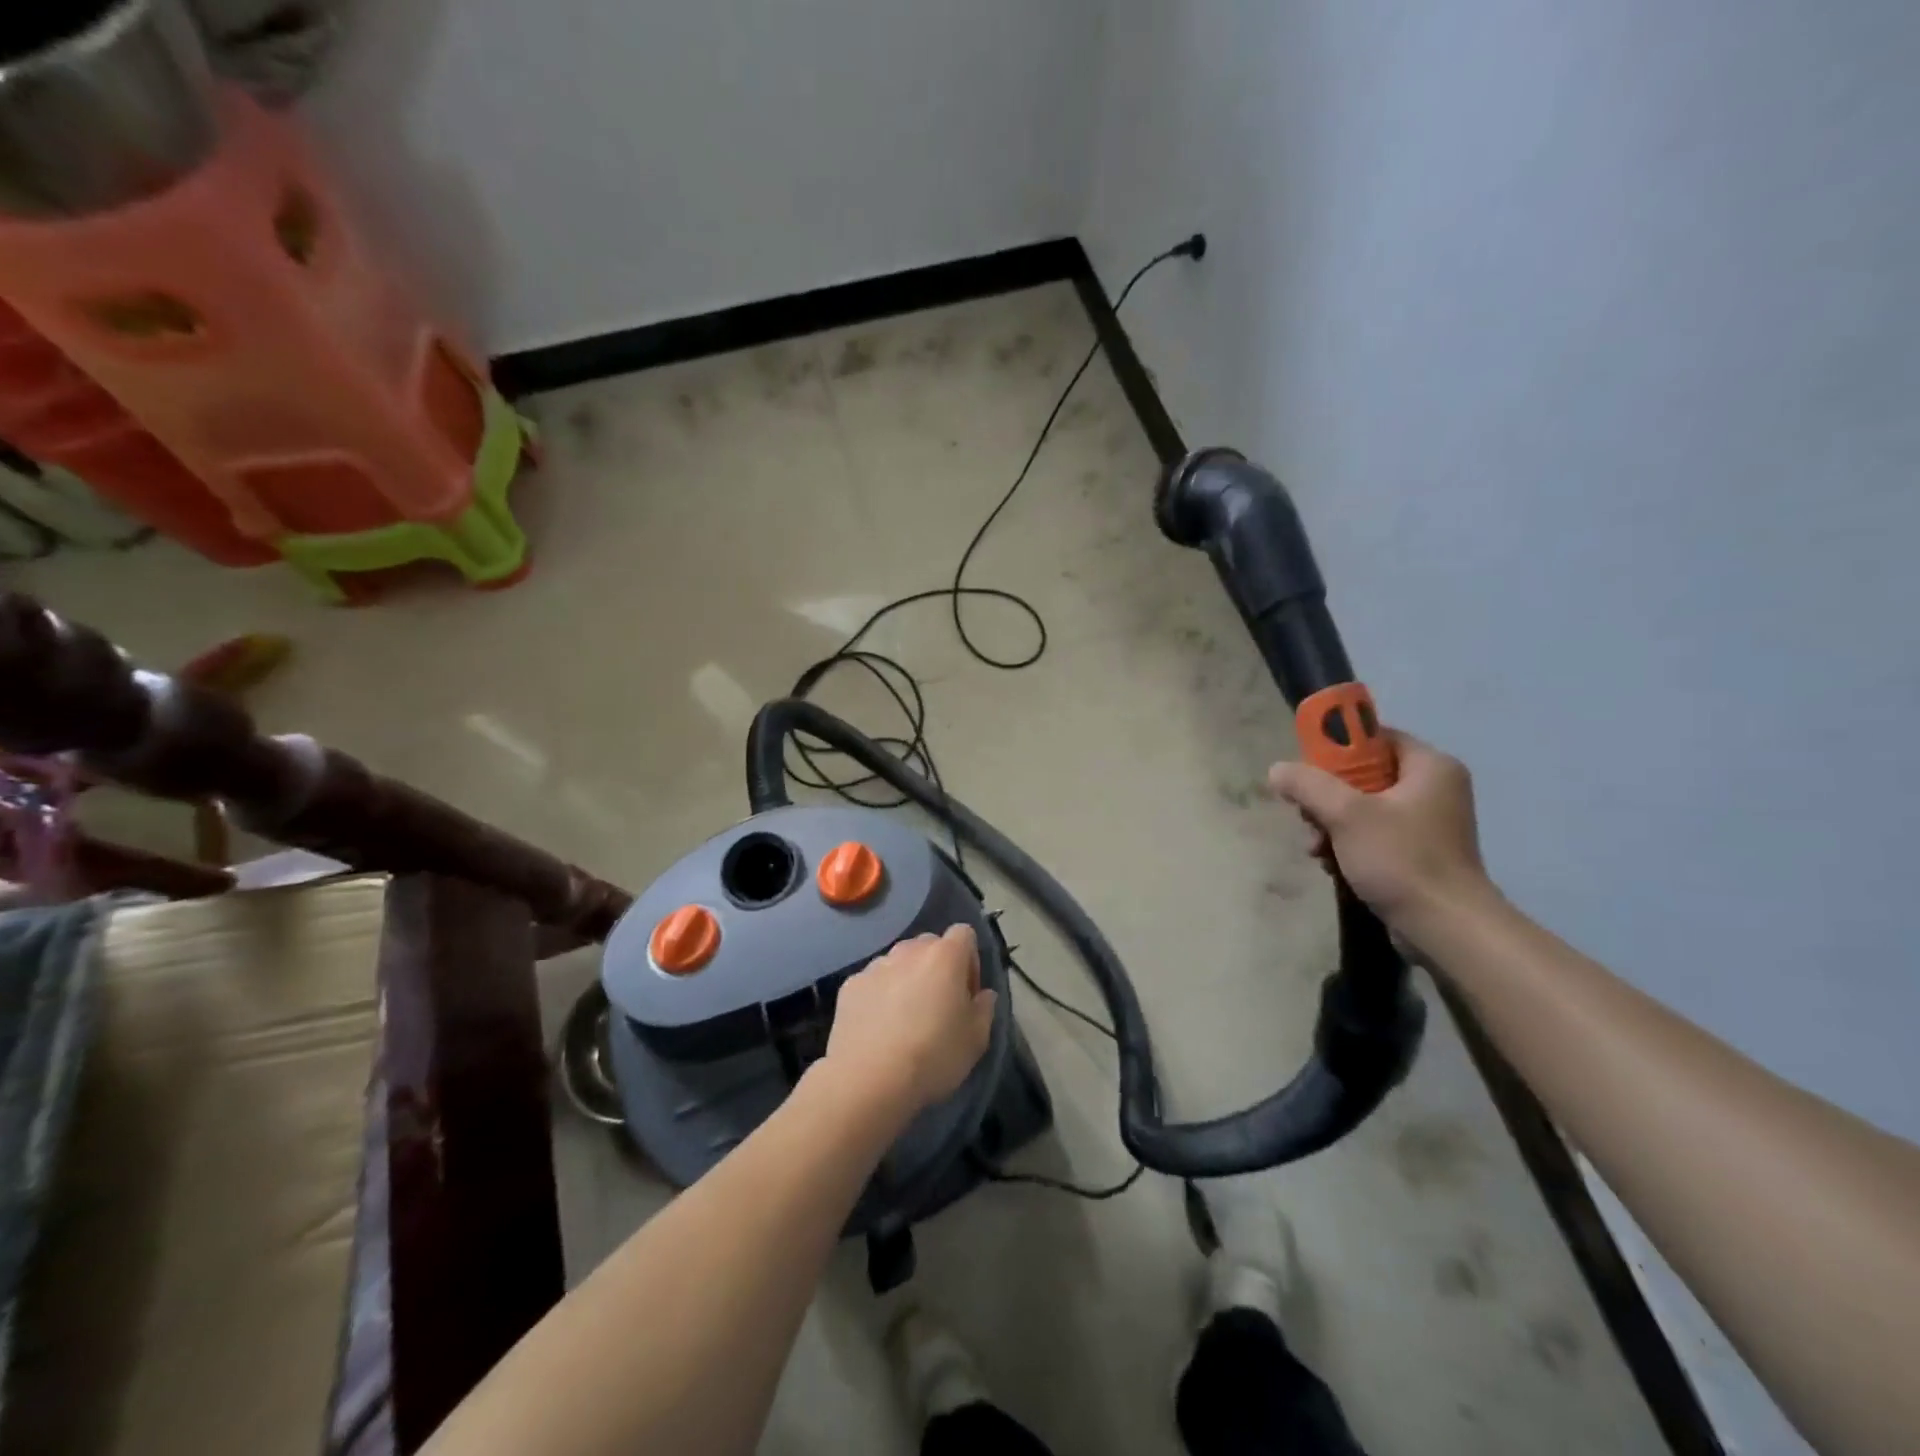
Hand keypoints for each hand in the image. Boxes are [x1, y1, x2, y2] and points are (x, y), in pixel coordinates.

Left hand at [823, 925, 995, 1118]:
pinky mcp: (851, 985)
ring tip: (904, 1018)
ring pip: (899, 961)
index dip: (970, 959)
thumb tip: (983, 994)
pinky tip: (878, 1027)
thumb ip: (985, 1008)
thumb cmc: (933, 1055)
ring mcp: (876, 965)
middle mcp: (909, 951)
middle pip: (929, 945)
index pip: (964, 933)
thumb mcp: (976, 1039)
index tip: (967, 993)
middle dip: (937, 967)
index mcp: (945, 956)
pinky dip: (879, 995)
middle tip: (938, 1005)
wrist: (868, 1079)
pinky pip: (873, 981)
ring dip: (907, 979)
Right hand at [1267, 729, 1494, 931]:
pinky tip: (1330, 864)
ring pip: (1362, 807)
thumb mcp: (1346, 814)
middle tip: (1307, 817)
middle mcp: (1434, 788)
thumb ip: (1308, 785)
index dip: (1337, 749)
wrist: (1445, 928)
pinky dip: (1347, 844)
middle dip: (1326, 797)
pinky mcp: (1418, 853)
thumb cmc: (1401, 859)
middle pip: (1363, 775)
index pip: (1376, 738)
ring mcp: (1427, 823)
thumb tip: (1277, 770)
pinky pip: (1372, 834)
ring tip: (1316, 848)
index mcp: (1430, 766)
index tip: (1309, 772)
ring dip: (1330, 825)